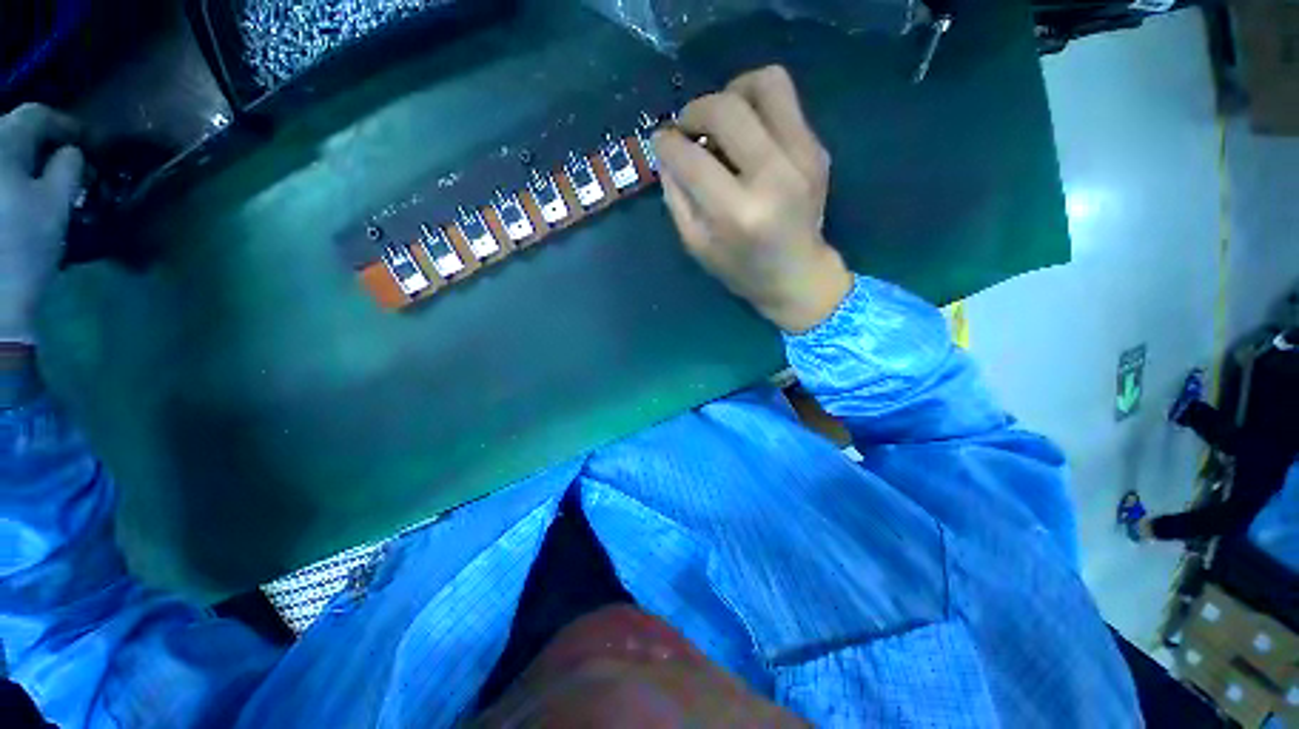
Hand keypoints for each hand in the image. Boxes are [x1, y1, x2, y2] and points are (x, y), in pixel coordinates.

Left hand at [0, 104, 84, 344]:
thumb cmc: (23, 251)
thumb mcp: (54, 209)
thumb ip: (67, 170)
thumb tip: (72, 151)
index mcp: (3, 146)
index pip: (36, 116)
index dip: (64, 125)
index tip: (84, 141)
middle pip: (10, 129)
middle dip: (37, 140)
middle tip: (60, 159)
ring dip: (18, 158)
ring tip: (35, 177)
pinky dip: (7, 177)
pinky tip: (14, 193)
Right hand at [653, 66, 852, 333]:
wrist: (799, 276)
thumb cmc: (741, 270)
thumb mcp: (697, 245)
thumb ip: (676, 197)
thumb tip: (666, 152)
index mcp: (737, 213)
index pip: (692, 159)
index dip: (667, 143)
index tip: (660, 141)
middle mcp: (773, 176)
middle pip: (727, 108)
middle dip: (694, 110)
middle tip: (686, 128)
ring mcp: (802, 157)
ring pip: (766, 84)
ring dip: (732, 92)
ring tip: (720, 119)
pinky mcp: (817, 148)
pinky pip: (784, 102)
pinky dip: (756, 108)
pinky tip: (746, 135)